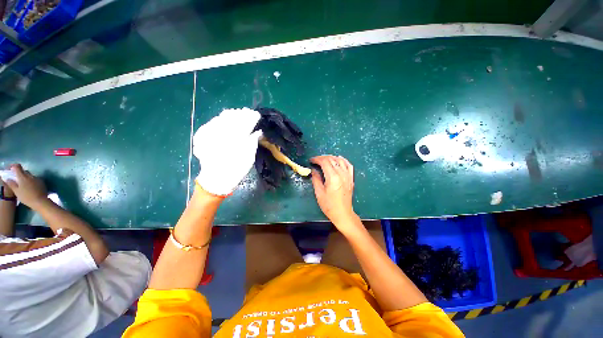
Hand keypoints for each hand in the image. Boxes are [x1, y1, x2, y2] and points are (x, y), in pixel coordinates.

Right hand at [2, 164, 46, 208]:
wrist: (40, 201)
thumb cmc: (27, 197)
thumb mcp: (17, 191)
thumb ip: (12, 184)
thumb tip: (8, 179)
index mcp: (23, 177)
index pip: (18, 167)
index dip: (13, 166)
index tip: (10, 168)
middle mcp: (30, 176)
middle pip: (24, 171)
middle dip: (20, 173)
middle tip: (16, 178)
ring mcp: (37, 178)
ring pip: (30, 175)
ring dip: (26, 177)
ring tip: (23, 184)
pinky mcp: (41, 182)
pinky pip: (35, 179)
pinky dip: (31, 181)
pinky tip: (30, 187)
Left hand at [193, 108, 262, 195]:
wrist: (216, 179)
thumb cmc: (235, 170)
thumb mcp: (249, 158)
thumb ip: (252, 142)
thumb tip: (257, 132)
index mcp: (234, 139)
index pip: (244, 123)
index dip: (251, 117)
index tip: (256, 114)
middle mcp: (221, 134)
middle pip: (232, 118)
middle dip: (241, 114)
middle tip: (248, 112)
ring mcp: (210, 134)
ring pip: (221, 118)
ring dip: (230, 115)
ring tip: (237, 113)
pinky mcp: (202, 137)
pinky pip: (211, 123)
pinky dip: (219, 120)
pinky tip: (223, 120)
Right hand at [310, 155, 361, 234]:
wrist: (343, 213)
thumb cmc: (329, 205)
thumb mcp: (319, 192)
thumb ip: (316, 179)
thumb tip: (313, 170)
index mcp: (332, 177)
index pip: (324, 162)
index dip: (317, 159)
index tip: (311, 160)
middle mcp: (341, 174)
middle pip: (332, 159)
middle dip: (322, 157)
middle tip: (315, 160)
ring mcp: (348, 175)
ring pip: (340, 160)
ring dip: (331, 157)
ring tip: (324, 160)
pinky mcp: (351, 178)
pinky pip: (348, 165)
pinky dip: (343, 160)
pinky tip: (338, 159)